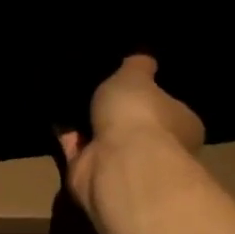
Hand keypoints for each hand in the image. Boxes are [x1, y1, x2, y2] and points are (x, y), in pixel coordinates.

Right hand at [59, 55, 205, 213]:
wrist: (117, 163)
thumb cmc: (139, 114)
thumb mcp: (137, 75)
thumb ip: (138, 66)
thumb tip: (145, 60)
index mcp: (182, 125)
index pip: (169, 108)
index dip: (151, 94)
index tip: (130, 80)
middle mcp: (158, 149)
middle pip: (134, 124)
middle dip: (114, 111)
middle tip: (92, 84)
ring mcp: (123, 164)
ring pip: (103, 137)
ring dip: (86, 122)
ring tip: (66, 93)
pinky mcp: (92, 174)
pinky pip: (76, 148)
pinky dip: (65, 134)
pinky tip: (51, 111)